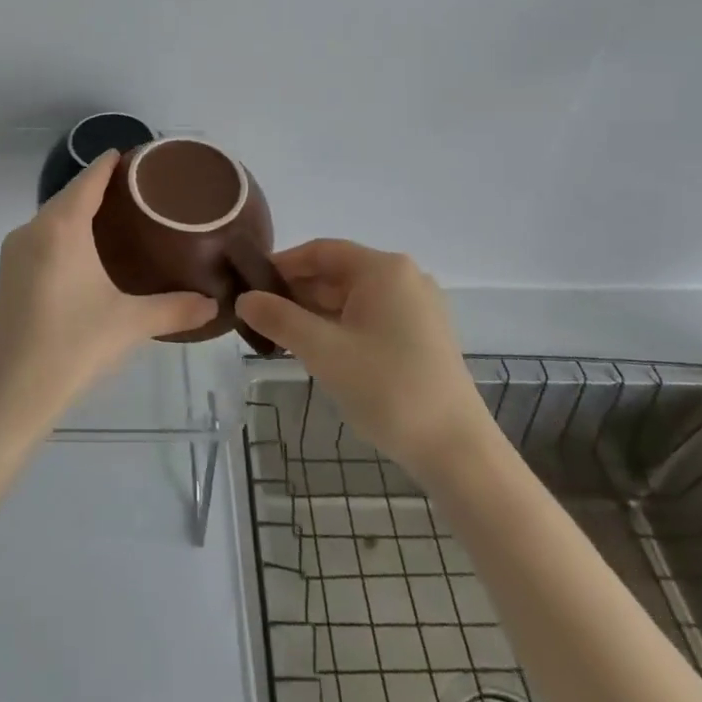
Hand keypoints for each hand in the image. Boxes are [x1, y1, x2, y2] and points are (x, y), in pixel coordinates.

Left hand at [0, 151, 215, 446]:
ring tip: (119, 216)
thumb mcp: (130, 324)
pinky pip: (42, 237)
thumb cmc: (72, 347)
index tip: (137, 155)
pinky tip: (87, 250)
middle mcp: (32, 230)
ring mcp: (15, 252)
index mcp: (60, 228)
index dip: (111, 163)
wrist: (9, 394)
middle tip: (140, 190)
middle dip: (100, 186)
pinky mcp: (8, 274)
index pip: (89, 179)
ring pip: (53, 217)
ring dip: (81, 210)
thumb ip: (176, 309)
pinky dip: (65, 232)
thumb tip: (214, 304)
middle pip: (69, 195)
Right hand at [238, 240, 494, 480]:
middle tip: (258, 316)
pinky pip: (370, 317)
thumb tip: (244, 299)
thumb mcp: (323, 351)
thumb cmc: (388, 388)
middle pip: (336, 273)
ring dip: (315, 312)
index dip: (281, 265)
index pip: (320, 251)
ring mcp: (418, 307)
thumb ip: (279, 319)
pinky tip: (317, 350)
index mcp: (383, 269)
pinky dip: (340, 327)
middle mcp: (404, 278)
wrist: (457, 450)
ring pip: (352, 298)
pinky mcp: (423, 335)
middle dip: (296, 293)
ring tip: (279, 336)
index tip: (249, 285)